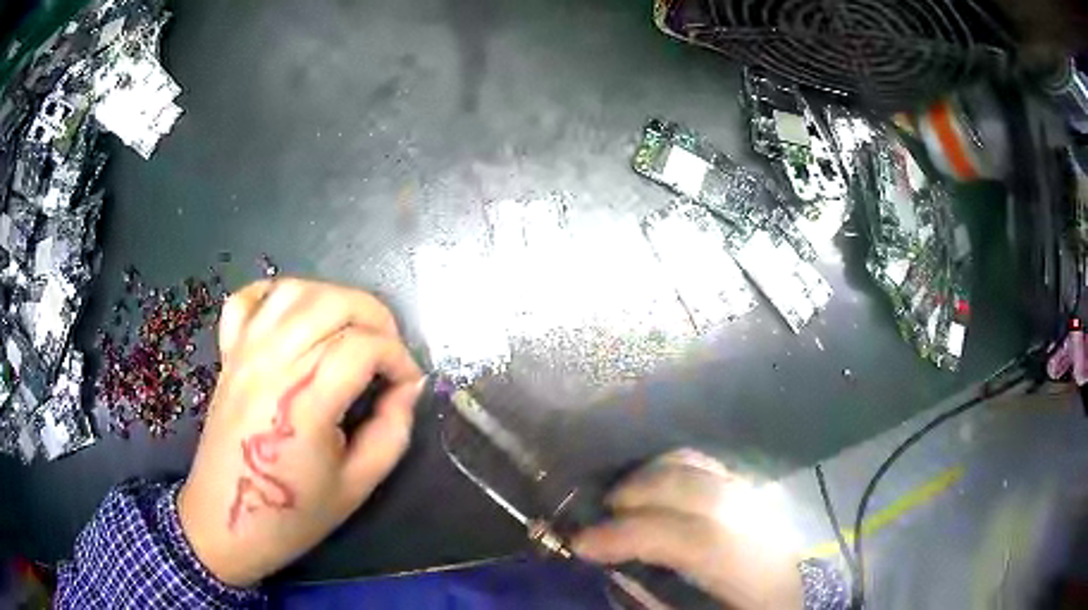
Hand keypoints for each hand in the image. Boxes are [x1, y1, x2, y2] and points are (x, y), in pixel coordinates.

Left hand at [177, 278, 423, 586]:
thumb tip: (408, 389)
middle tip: (388, 354)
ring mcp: (245, 352)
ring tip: (350, 331)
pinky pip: (248, 299)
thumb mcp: (357, 485)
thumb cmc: (292, 513)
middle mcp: (272, 363)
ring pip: (295, 291)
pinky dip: (276, 295)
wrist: (226, 522)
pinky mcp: (228, 353)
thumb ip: (392, 431)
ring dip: (333, 299)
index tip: (409, 385)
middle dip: (376, 317)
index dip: (399, 358)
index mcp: (305, 402)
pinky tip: (295, 317)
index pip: (363, 346)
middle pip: (333, 302)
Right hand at [572, 449, 803, 609]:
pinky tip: (653, 491)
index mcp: (755, 566)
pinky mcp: (755, 489)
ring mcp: (762, 497)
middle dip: (636, 493)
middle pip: (697, 487)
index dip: (632, 536)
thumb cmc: (752, 608)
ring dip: (651, 475)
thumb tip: (615, 574)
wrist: (797, 597)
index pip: (693, 538)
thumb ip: (661, 601)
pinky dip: (671, 470)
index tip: (582, 544)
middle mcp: (762, 521)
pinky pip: (707, 466)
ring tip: (621, 500)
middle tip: (598, 516)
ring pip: (702, 465)